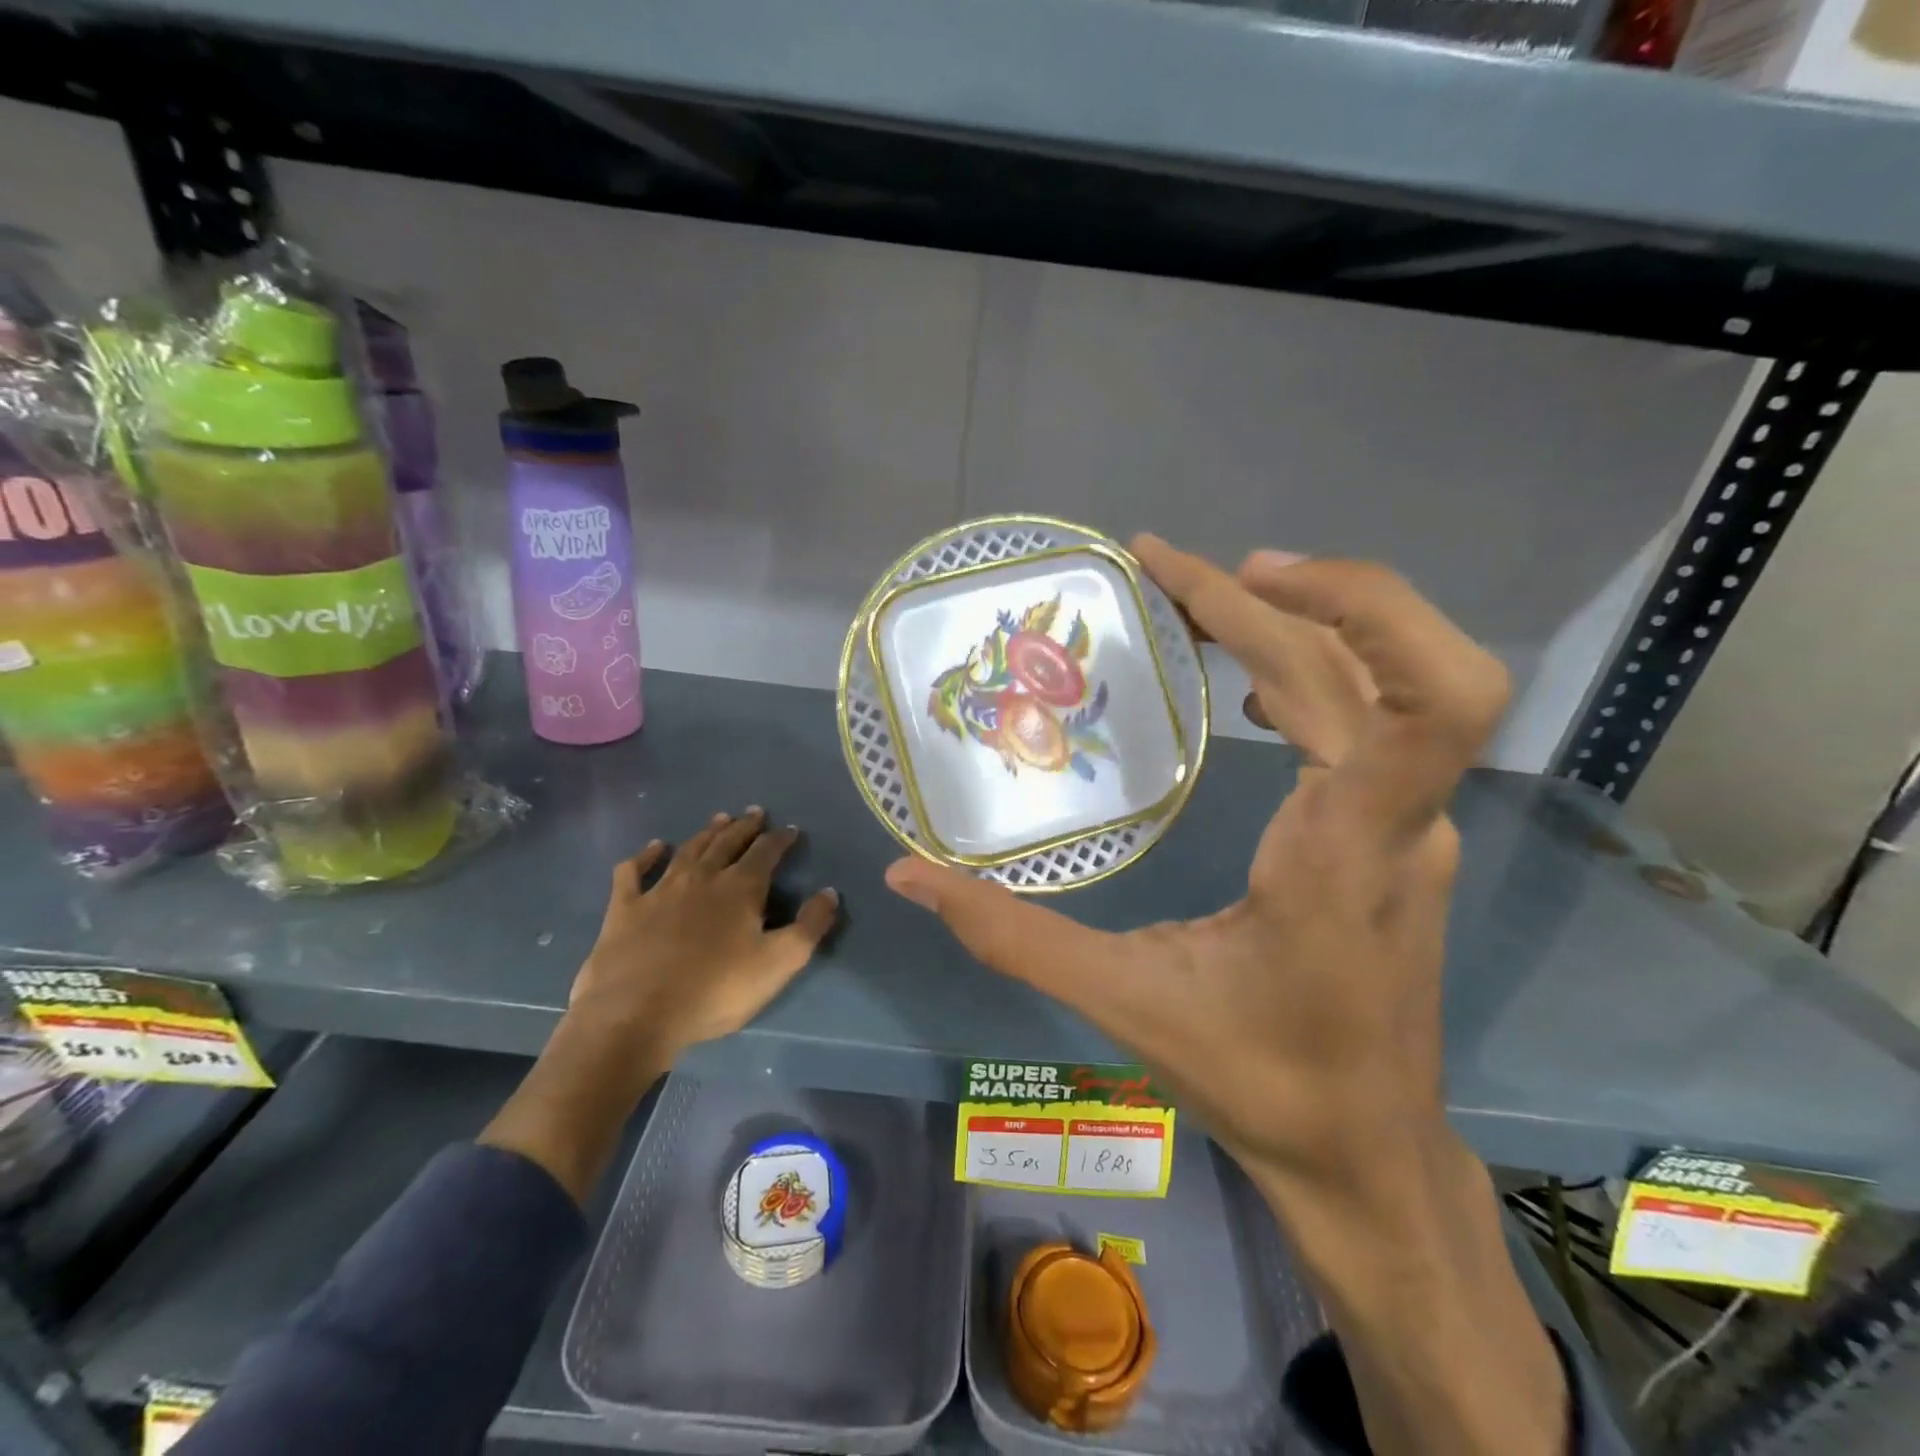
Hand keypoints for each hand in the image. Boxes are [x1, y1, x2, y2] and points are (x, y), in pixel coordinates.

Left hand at [485, 808, 837, 1205]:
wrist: (636, 1015)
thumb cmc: (715, 991)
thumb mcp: (778, 964)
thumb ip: (809, 926)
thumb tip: (830, 892)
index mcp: (740, 889)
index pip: (766, 853)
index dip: (780, 839)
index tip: (791, 830)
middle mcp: (702, 878)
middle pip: (728, 843)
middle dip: (745, 827)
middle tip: (755, 813)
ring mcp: (660, 890)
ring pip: (688, 850)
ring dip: (706, 833)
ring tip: (719, 819)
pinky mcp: (625, 908)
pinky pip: (634, 872)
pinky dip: (645, 856)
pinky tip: (654, 847)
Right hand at [883, 537, 1508, 1192]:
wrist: (1367, 1155)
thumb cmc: (1260, 1081)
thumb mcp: (1123, 1003)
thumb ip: (1010, 935)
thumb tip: (908, 876)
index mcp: (1348, 849)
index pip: (1428, 698)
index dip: (1358, 605)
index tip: (1237, 572)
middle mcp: (1400, 819)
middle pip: (1372, 662)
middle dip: (1277, 593)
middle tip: (1169, 570)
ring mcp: (1411, 824)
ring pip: (1378, 682)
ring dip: (1297, 619)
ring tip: (1197, 599)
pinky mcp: (1400, 834)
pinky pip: (1370, 720)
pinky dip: (1311, 668)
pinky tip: (1246, 682)